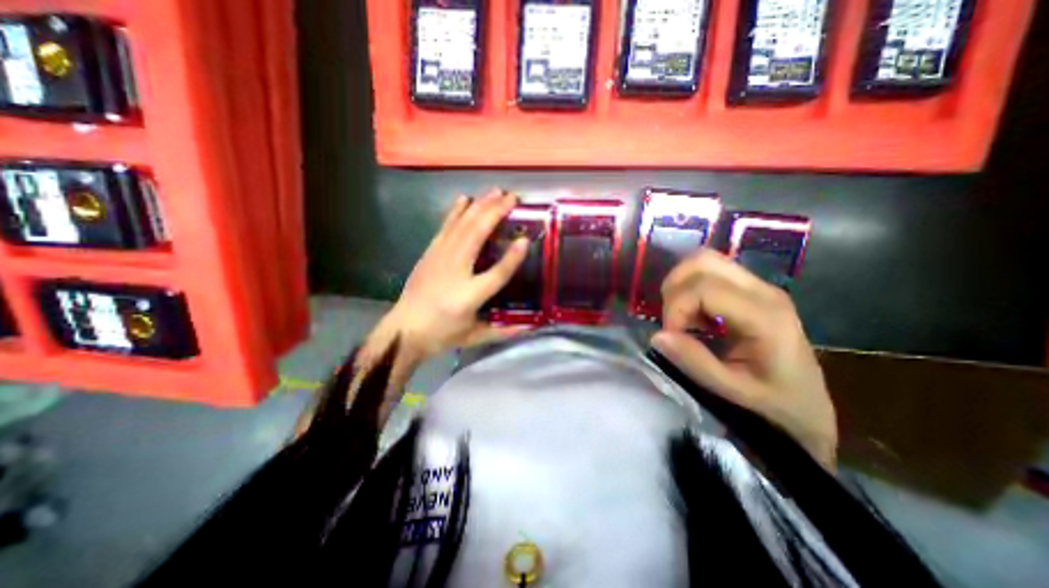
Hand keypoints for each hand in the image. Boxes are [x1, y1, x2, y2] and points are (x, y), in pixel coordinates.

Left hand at [369, 190, 533, 365]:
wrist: (403, 330)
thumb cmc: (441, 334)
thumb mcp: (474, 337)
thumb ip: (503, 331)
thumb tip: (530, 327)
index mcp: (468, 296)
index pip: (496, 274)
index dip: (512, 258)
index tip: (525, 240)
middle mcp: (454, 271)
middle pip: (477, 236)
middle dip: (495, 213)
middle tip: (512, 198)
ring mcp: (439, 258)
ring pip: (462, 226)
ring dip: (479, 206)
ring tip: (495, 192)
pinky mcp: (430, 253)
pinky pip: (445, 227)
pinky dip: (455, 212)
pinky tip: (464, 199)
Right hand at [654, 249, 836, 467]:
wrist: (808, 406)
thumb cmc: (775, 404)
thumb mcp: (732, 390)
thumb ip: (694, 362)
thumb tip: (657, 335)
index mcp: (764, 315)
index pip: (702, 287)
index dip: (675, 308)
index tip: (670, 336)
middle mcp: (763, 290)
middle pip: (702, 261)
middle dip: (674, 288)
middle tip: (673, 321)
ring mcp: (758, 286)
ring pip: (704, 261)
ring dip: (681, 285)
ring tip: (683, 317)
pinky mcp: (750, 290)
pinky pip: (709, 273)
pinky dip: (690, 288)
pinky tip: (695, 317)